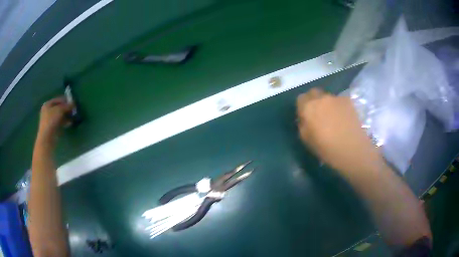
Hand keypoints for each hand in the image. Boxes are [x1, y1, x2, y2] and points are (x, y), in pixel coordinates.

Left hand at [37, 97, 72, 143]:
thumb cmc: (51, 120)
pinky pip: (60, 122)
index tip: (73, 102)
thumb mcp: (59, 110)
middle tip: (74, 110)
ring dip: (67, 115)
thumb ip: (67, 106)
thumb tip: (73, 103)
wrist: (47, 138)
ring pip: (60, 115)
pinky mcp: (53, 128)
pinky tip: (70, 123)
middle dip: (67, 108)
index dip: (66, 100)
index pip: (58, 99)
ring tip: (73, 116)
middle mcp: (48, 111)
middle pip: (59, 107)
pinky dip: (65, 122)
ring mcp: (50, 120)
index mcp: (48, 104)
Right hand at [296, 88, 383, 174]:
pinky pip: (339, 101)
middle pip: (313, 93)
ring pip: (327, 97)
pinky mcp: (348, 101)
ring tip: (333, 119)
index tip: (306, 117)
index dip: (302, 107)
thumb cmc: (327, 149)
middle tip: (318, 115)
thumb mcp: (306, 140)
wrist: (353, 149)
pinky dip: (338, 107)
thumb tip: (305, 118)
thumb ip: (303, 125)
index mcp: (308, 108)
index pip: (300, 99)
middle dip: (313, 101)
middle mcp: (321, 98)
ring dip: (327, 104)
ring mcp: (336, 98)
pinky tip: (343, 119)